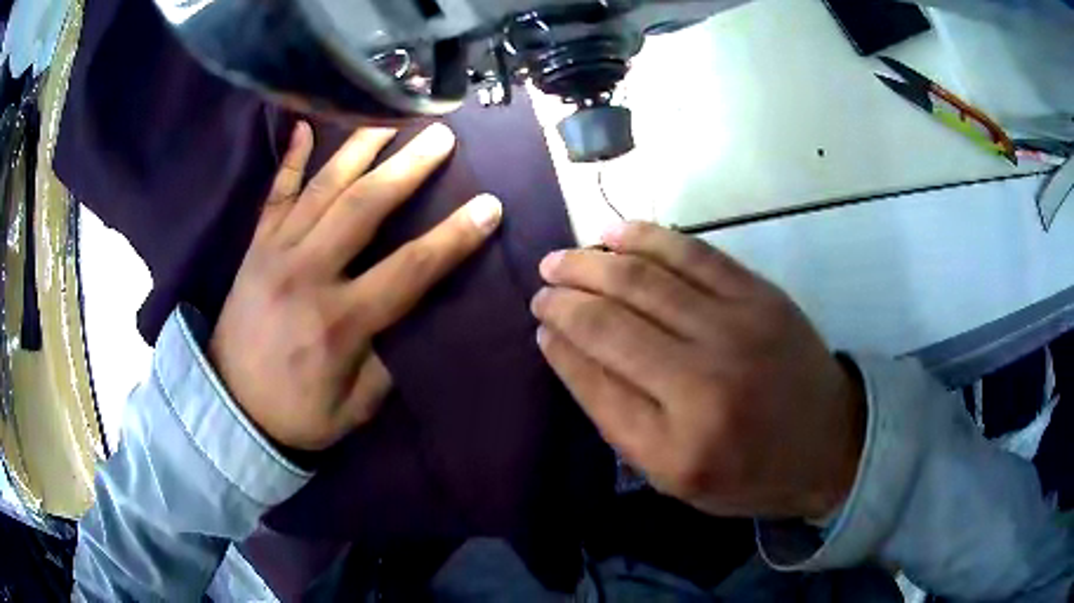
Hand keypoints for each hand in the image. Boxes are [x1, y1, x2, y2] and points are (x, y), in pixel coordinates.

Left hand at [211, 122, 501, 450]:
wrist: (228, 408)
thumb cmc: (296, 413)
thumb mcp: (354, 407)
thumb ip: (386, 362)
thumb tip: (412, 317)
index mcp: (339, 322)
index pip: (410, 269)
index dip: (454, 236)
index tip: (489, 206)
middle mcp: (307, 274)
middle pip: (365, 207)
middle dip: (409, 167)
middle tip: (442, 135)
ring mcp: (275, 254)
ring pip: (322, 188)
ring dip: (360, 148)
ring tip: (390, 116)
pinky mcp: (254, 248)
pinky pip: (274, 195)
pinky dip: (289, 159)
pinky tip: (304, 126)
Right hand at [531, 223, 863, 519]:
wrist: (829, 443)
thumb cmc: (748, 472)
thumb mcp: (674, 477)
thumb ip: (617, 418)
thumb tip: (565, 349)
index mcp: (676, 446)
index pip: (595, 381)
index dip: (559, 345)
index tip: (540, 324)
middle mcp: (703, 384)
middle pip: (612, 323)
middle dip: (565, 298)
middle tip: (542, 286)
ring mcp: (736, 330)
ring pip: (645, 280)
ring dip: (592, 263)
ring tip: (562, 258)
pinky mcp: (760, 296)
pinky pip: (694, 254)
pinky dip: (648, 238)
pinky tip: (615, 233)